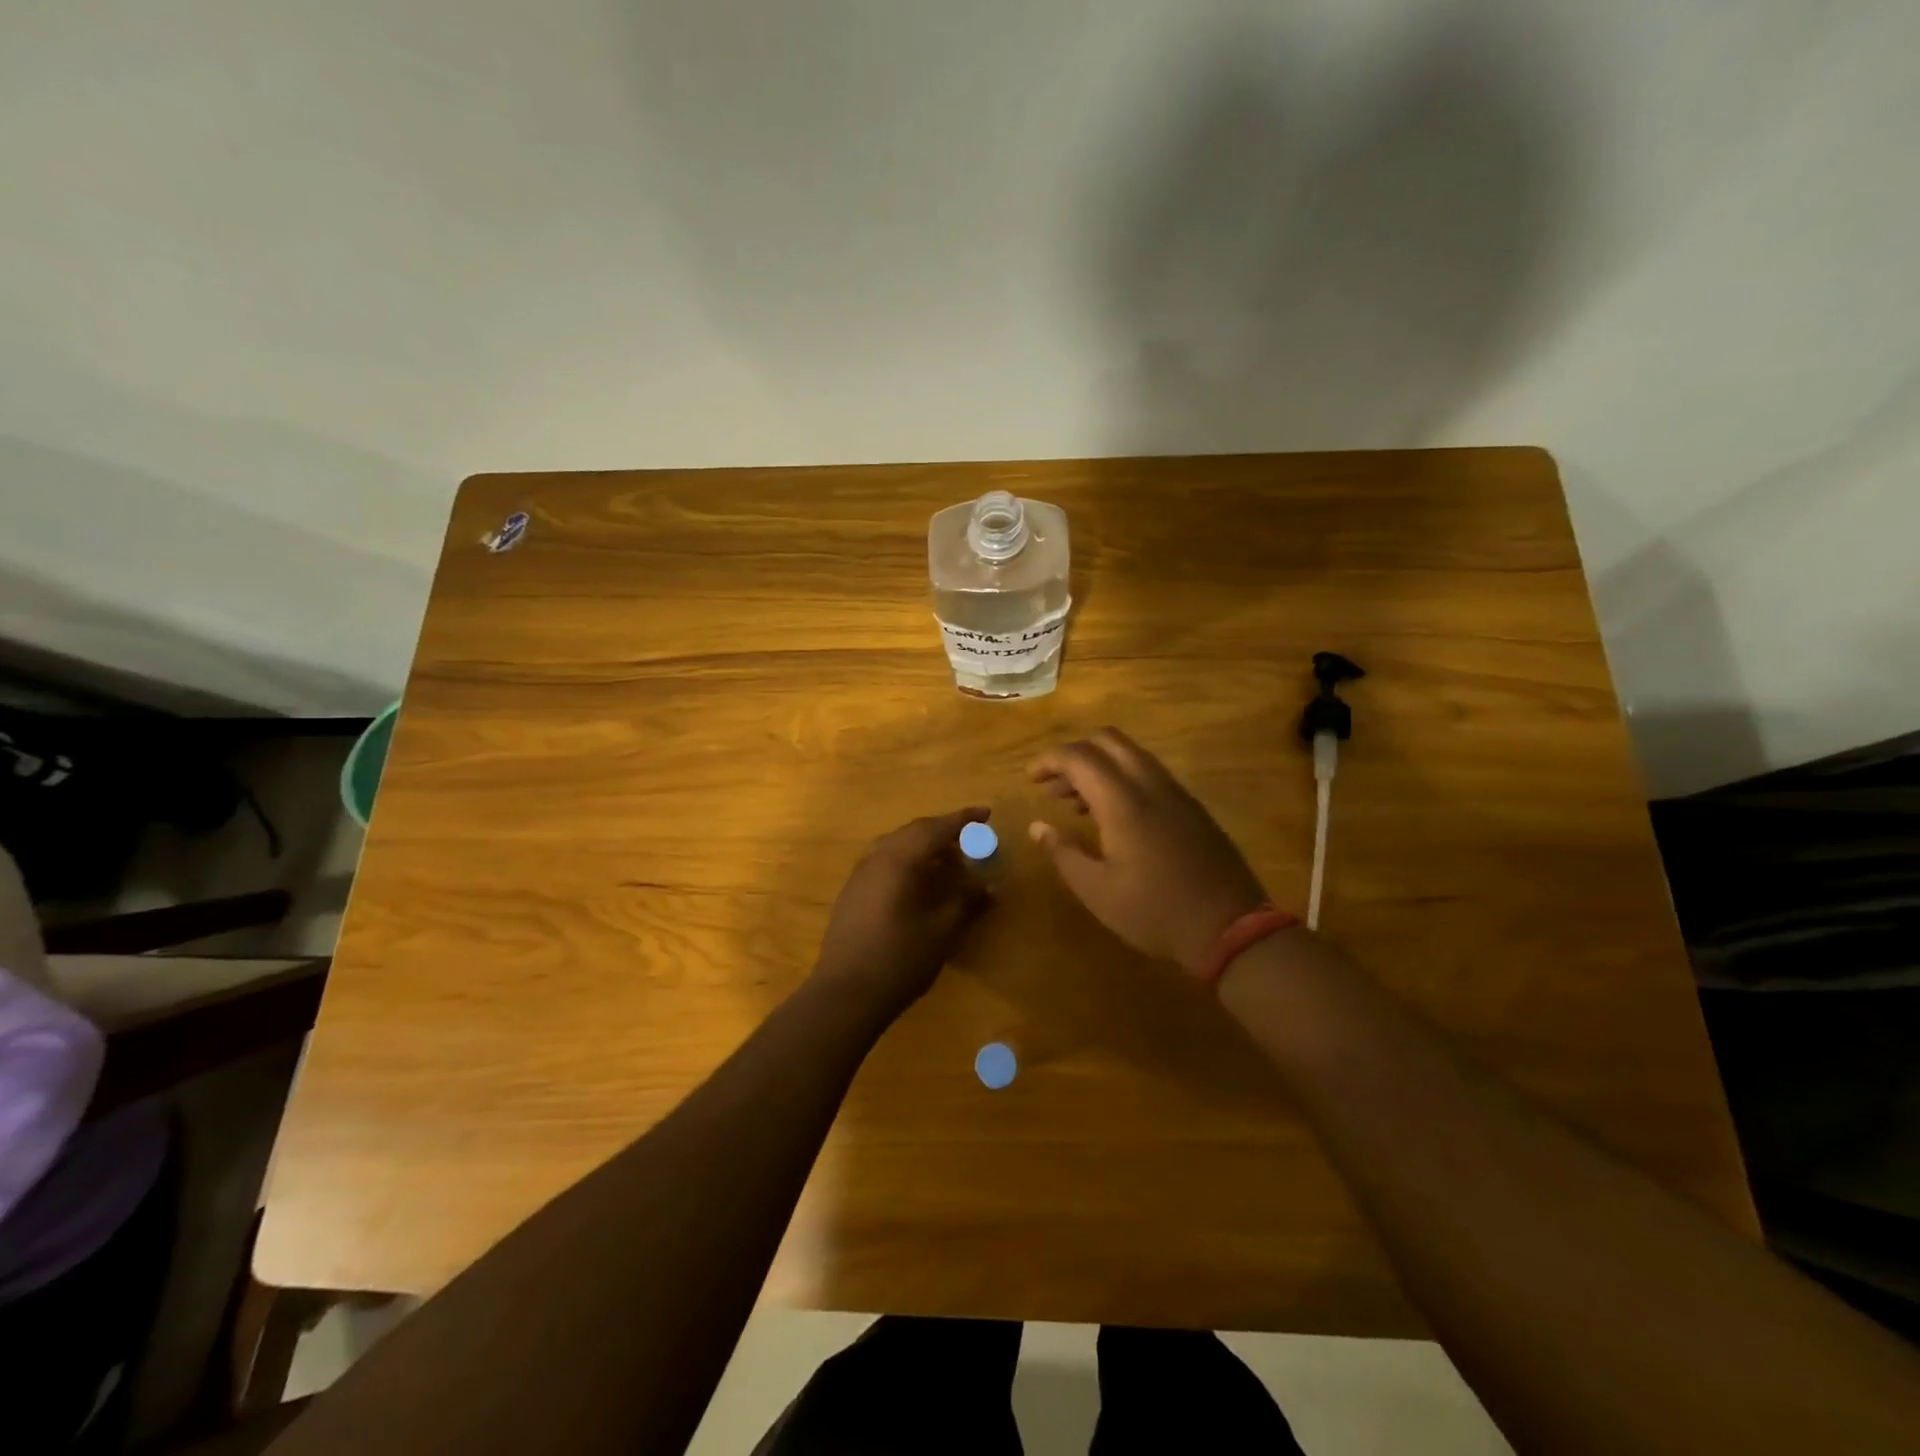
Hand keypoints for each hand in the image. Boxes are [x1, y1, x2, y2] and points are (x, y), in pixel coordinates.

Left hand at [813, 808, 992, 1015]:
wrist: (845, 994)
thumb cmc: (899, 959)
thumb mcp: (942, 931)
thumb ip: (967, 902)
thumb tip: (991, 886)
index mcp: (899, 859)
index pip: (936, 828)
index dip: (964, 819)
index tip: (986, 813)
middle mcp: (877, 857)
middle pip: (914, 832)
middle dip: (944, 832)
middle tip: (971, 841)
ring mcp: (860, 875)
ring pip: (897, 846)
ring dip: (925, 847)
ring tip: (949, 863)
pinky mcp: (852, 893)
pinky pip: (884, 862)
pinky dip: (908, 862)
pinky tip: (920, 884)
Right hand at [1028, 729, 1268, 976]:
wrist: (1230, 928)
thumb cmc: (1154, 911)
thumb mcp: (1097, 890)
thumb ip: (1063, 852)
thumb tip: (1036, 827)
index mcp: (1123, 802)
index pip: (1079, 757)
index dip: (1049, 760)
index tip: (1030, 778)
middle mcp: (1151, 785)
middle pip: (1108, 741)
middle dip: (1075, 754)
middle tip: (1053, 786)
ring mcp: (1177, 794)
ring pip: (1132, 755)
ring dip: (1100, 766)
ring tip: (1076, 803)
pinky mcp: (1192, 808)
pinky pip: (1150, 774)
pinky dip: (1123, 778)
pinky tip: (1114, 816)